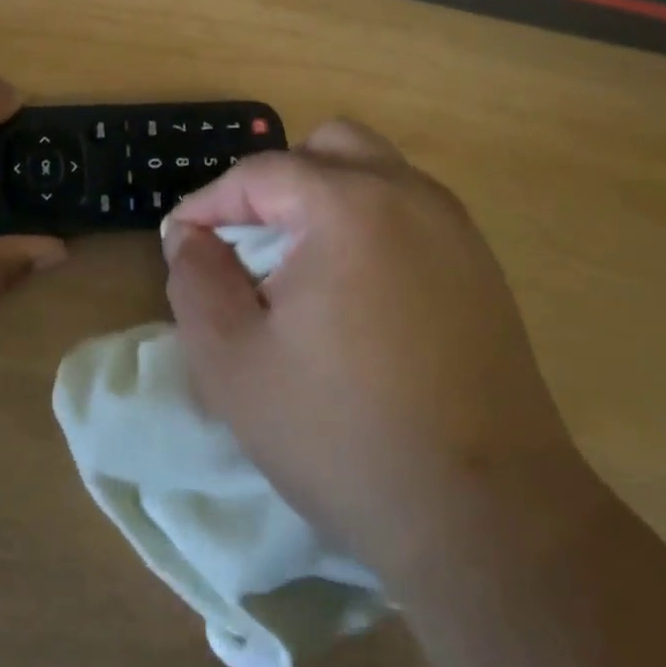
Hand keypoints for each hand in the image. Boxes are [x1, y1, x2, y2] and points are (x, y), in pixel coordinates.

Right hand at [162, 120, 578, 588]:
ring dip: (324, 200)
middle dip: (275, 183)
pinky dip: (368, 225)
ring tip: (295, 265)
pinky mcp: (482, 268)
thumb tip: (190, 236)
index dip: (210, 202)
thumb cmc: (340, 434)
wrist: (484, 518)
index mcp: (348, 206)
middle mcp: (411, 196)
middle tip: (246, 241)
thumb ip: (196, 280)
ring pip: (376, 174)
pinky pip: (410, 214)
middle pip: (328, 148)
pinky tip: (352, 293)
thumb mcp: (231, 361)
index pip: (261, 172)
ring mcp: (457, 230)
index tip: (180, 240)